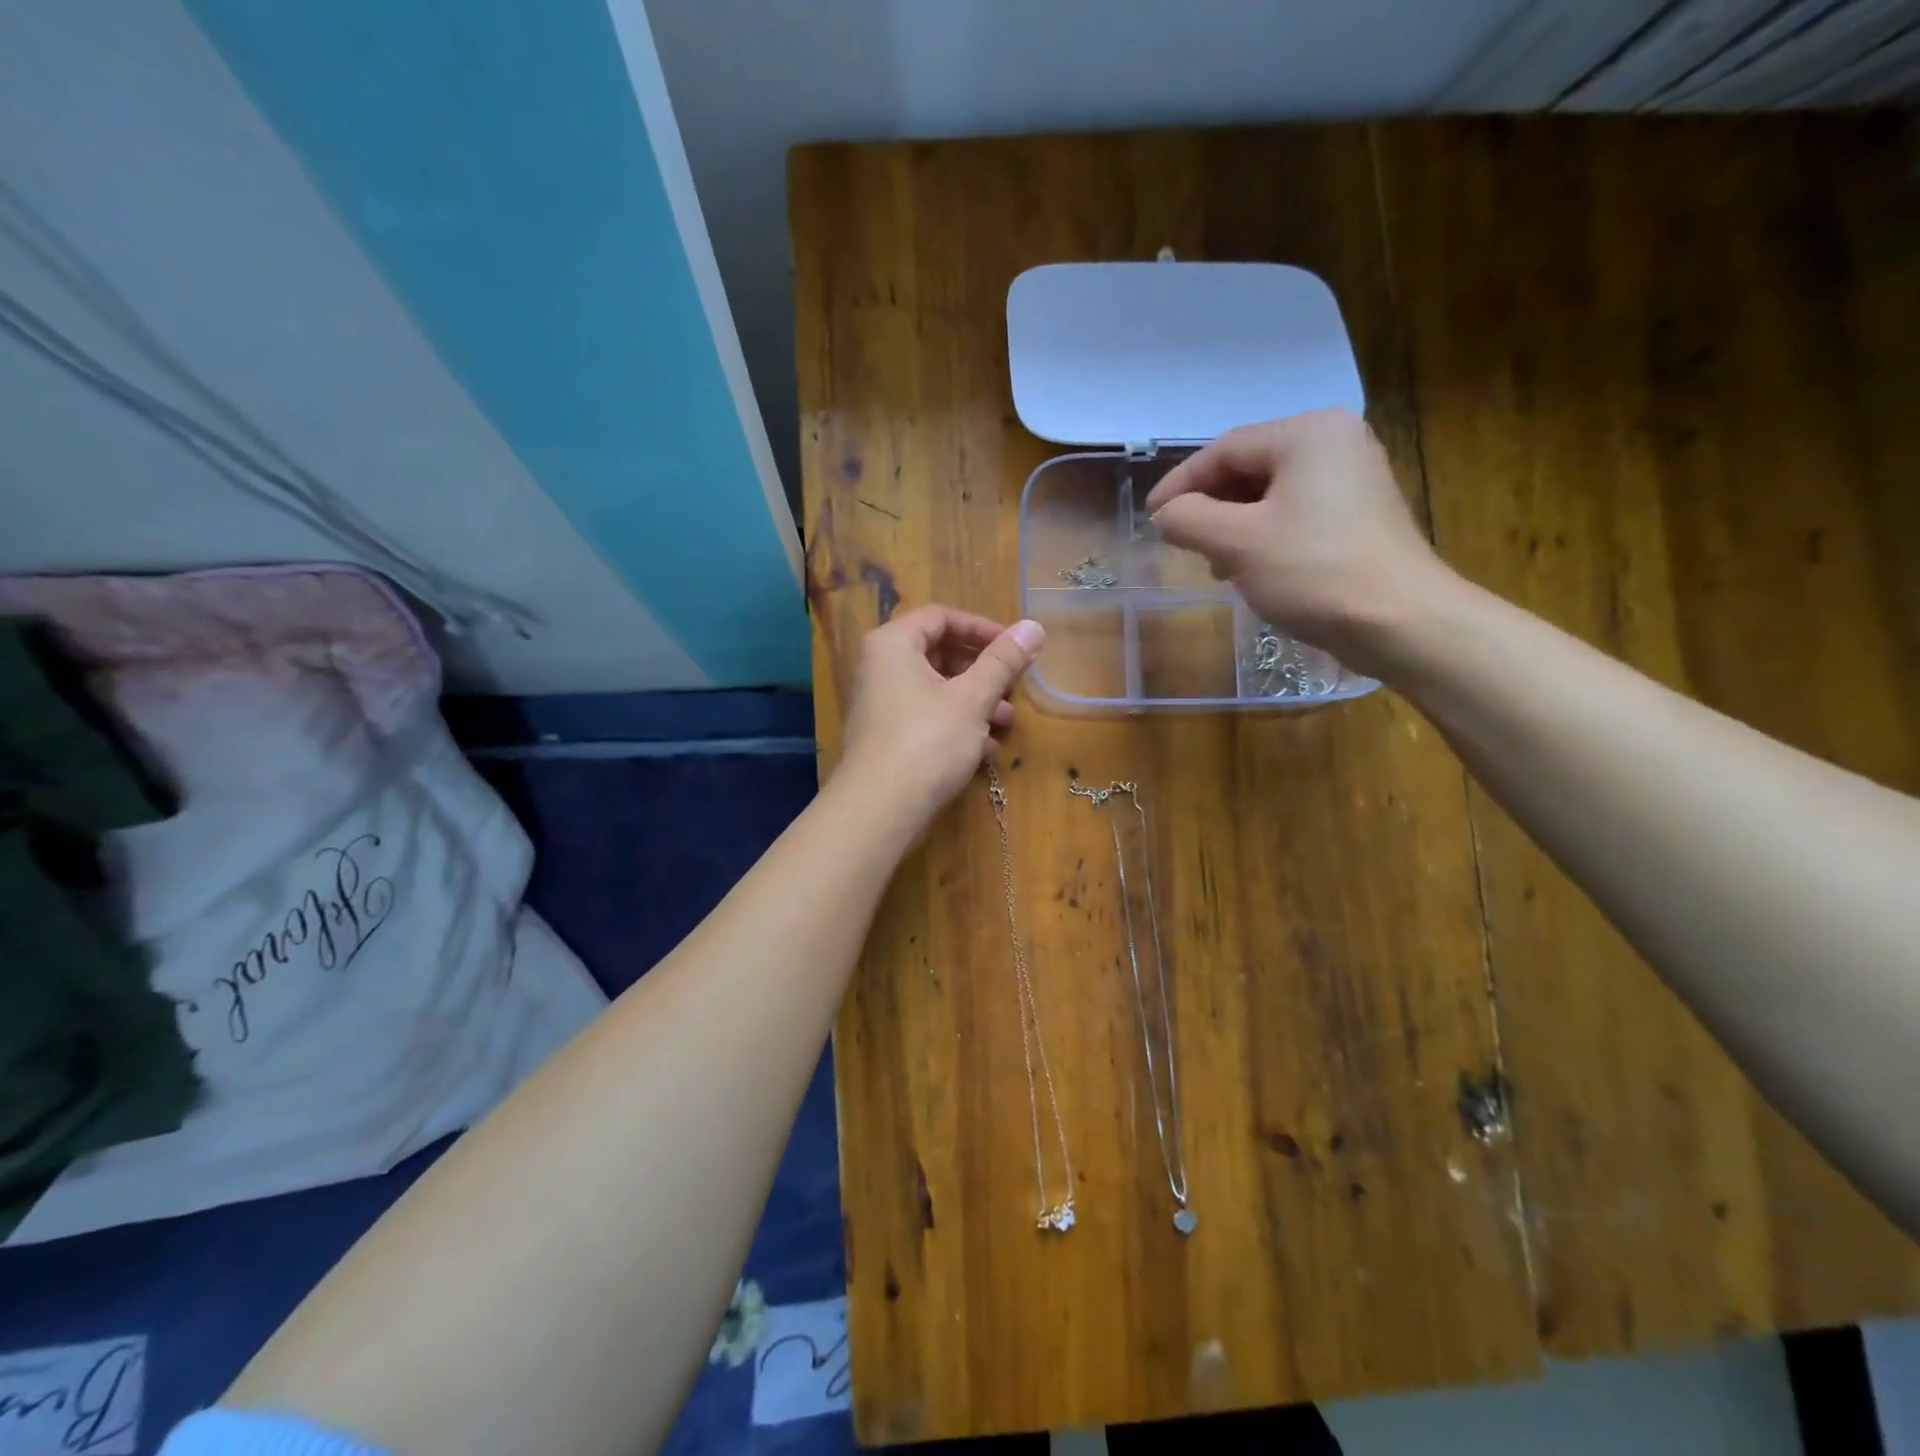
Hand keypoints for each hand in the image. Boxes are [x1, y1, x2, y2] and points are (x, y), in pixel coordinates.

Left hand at [834, 607, 1044, 835]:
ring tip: (1006, 722)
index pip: (941, 617)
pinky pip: (925, 717)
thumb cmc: (927, 742)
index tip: (1014, 647)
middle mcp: (879, 667)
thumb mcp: (972, 698)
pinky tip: (984, 749)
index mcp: (893, 644)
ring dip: (974, 701)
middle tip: (1013, 686)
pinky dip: (955, 724)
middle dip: (982, 671)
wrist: (879, 809)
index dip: (981, 628)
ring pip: (935, 689)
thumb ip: (1003, 661)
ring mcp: (879, 704)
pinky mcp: (885, 737)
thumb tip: (1033, 626)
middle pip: (938, 653)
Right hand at [1144, 409, 1461, 670]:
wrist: (1400, 621)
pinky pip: (1295, 513)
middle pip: (1248, 468)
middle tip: (1182, 543)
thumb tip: (1165, 515)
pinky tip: (1249, 569)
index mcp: (1308, 434)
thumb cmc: (1314, 572)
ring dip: (1232, 525)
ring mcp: (1353, 478)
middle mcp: (1335, 443)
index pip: (1225, 449)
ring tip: (1214, 563)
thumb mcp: (1237, 543)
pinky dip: (1263, 535)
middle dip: (1209, 506)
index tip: (1151, 518)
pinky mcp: (1359, 514)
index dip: (1180, 484)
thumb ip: (1188, 519)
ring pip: (1270, 494)